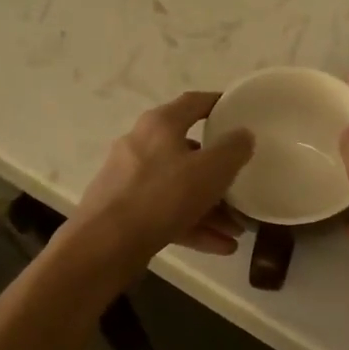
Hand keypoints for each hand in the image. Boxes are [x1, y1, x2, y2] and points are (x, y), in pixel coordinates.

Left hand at [70, 92, 253, 268]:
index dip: (218, 103)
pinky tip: (220, 246)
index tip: (238, 111)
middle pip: (188, 152)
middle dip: (219, 173)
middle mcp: (141, 145)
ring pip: (179, 188)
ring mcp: (130, 180)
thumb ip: (233, 149)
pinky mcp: (124, 211)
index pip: (194, 103)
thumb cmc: (162, 196)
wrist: (105, 244)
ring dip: (211, 207)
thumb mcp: (211, 170)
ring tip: (237, 229)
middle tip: (243, 184)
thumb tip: (243, 135)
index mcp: (160, 125)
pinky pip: (167, 213)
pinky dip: (193, 225)